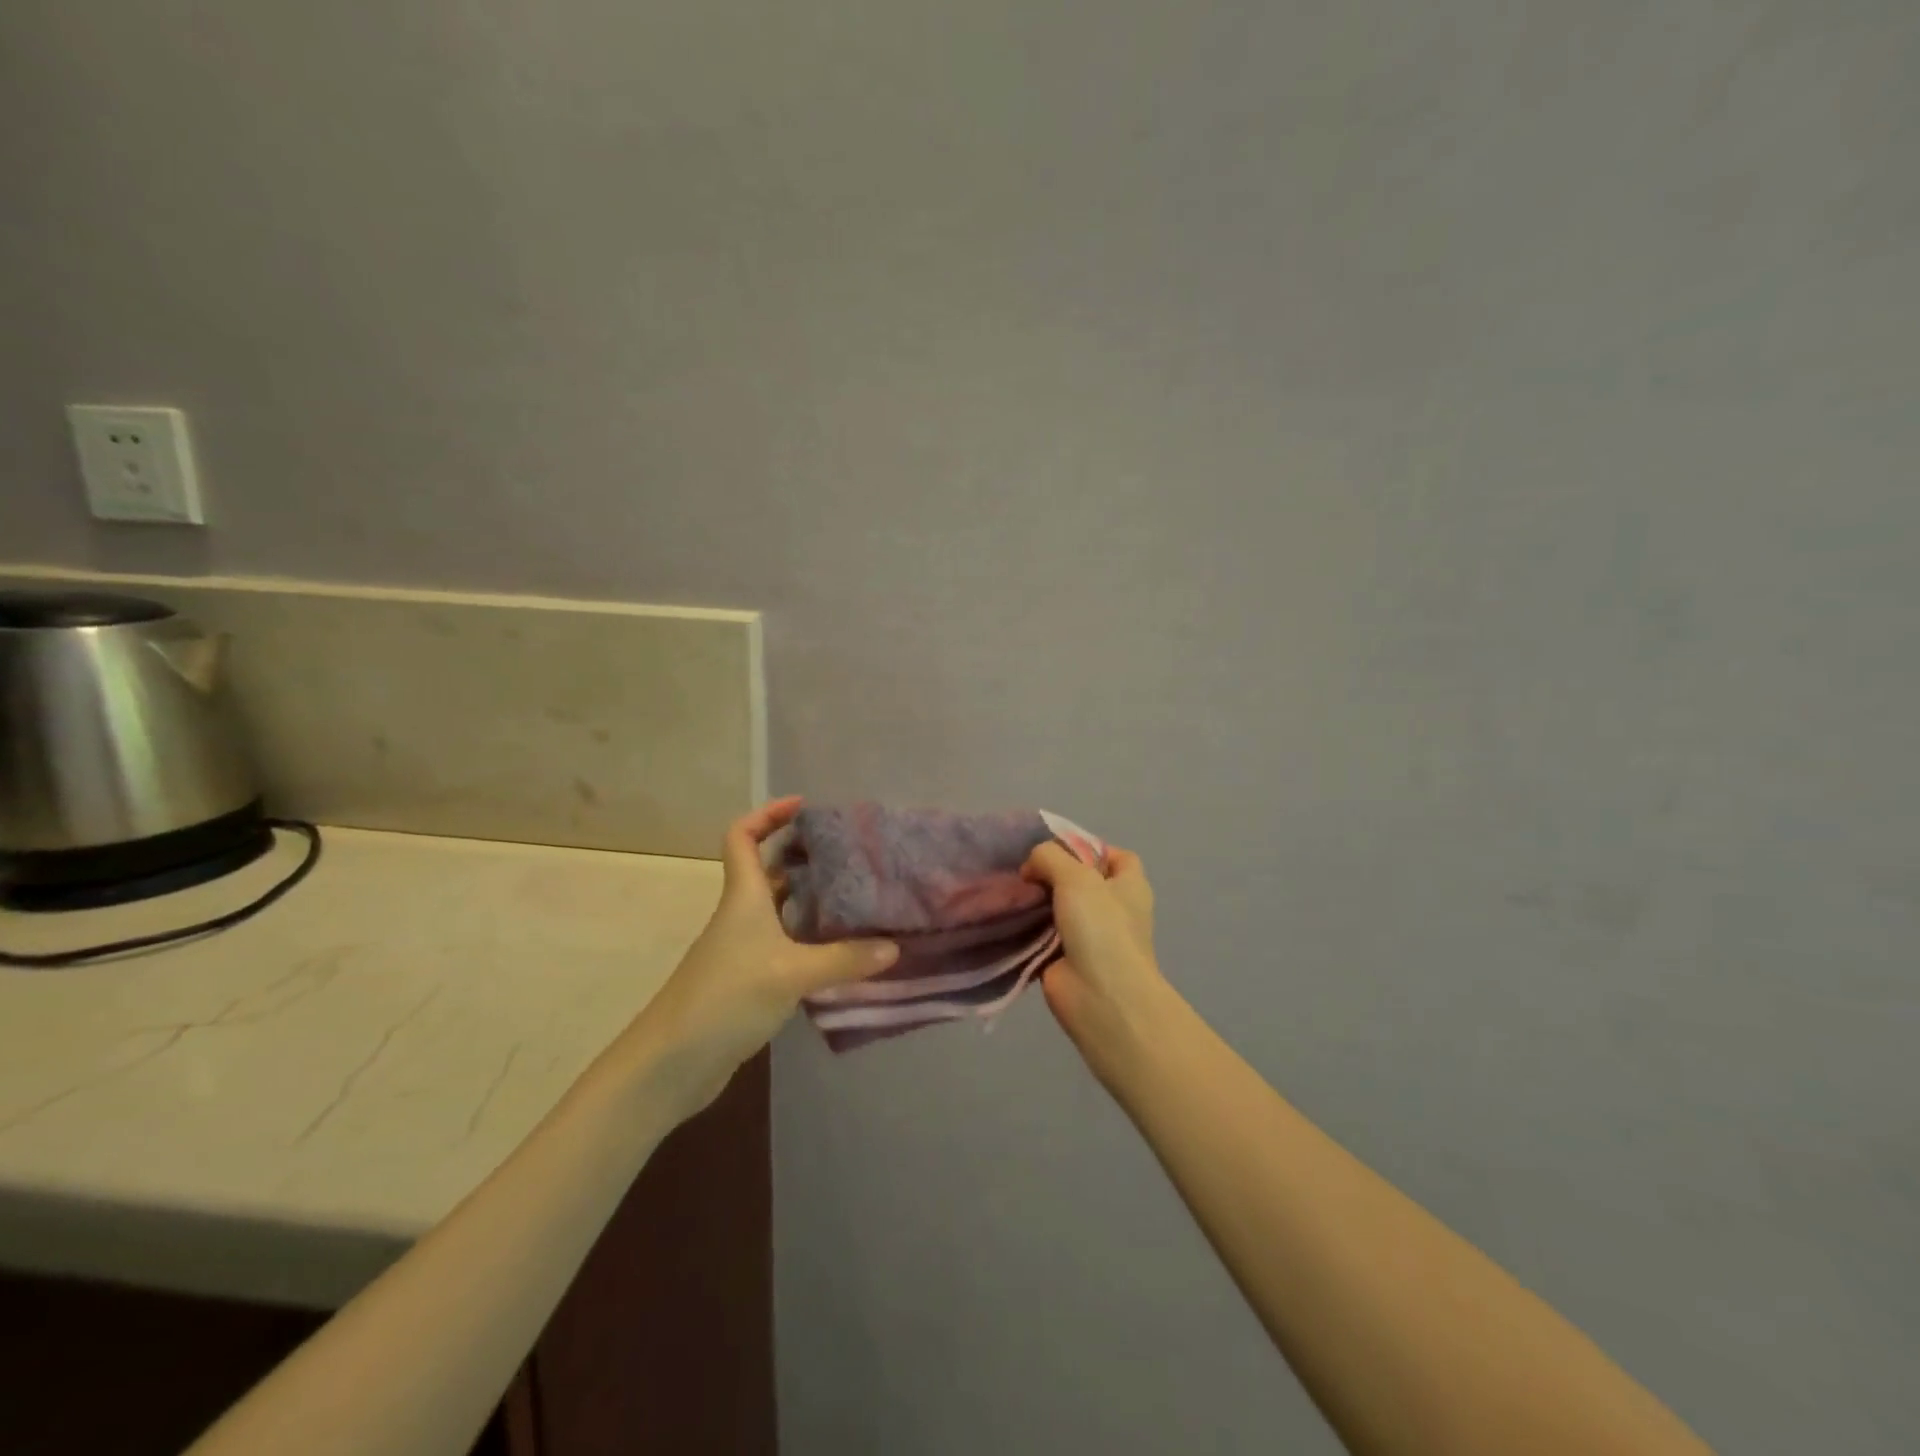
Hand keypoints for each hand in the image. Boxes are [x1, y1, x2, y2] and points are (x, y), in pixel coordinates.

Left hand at [627, 797, 897, 1115]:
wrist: (672, 1063)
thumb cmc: (726, 998)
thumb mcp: (791, 974)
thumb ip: (844, 960)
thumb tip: (894, 946)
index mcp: (744, 897)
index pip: (742, 836)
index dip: (768, 814)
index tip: (803, 806)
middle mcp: (742, 916)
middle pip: (769, 871)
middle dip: (804, 857)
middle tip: (850, 856)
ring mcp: (744, 950)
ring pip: (781, 911)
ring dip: (812, 902)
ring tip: (857, 898)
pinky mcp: (749, 981)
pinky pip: (786, 946)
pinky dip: (811, 941)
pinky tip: (842, 952)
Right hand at [1021, 842, 1176, 1077]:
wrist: (1101, 997)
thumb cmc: (1101, 928)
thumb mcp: (1076, 876)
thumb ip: (1049, 857)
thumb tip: (1031, 868)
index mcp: (1129, 886)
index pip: (1115, 856)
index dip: (1089, 848)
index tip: (1056, 848)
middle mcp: (1113, 909)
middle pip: (1080, 882)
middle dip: (1052, 874)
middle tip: (1023, 869)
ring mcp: (1090, 937)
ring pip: (1058, 908)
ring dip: (1035, 901)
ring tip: (1009, 890)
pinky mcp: (1065, 959)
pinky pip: (1042, 936)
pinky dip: (1026, 929)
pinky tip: (1005, 917)